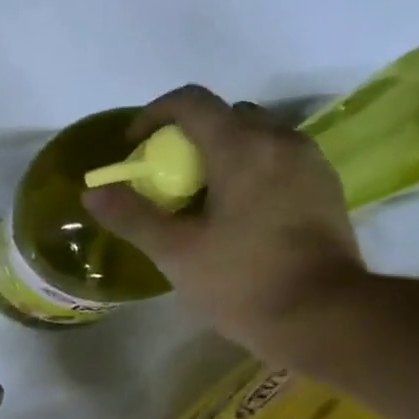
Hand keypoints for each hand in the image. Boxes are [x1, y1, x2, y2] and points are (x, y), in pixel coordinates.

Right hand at [81, 86, 365, 358]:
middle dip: (191, 139)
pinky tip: (243, 216)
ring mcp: (309, 162)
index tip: (135, 147)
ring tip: (206, 201)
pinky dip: (254, 172)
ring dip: (225, 155)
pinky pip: (281, 162)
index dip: (154, 115)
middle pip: (227, 117)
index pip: (191, 102)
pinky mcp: (325, 189)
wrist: (321, 316)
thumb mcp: (177, 253)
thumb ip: (133, 217)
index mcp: (240, 147)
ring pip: (258, 138)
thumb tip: (93, 192)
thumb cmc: (242, 283)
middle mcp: (279, 140)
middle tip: (171, 181)